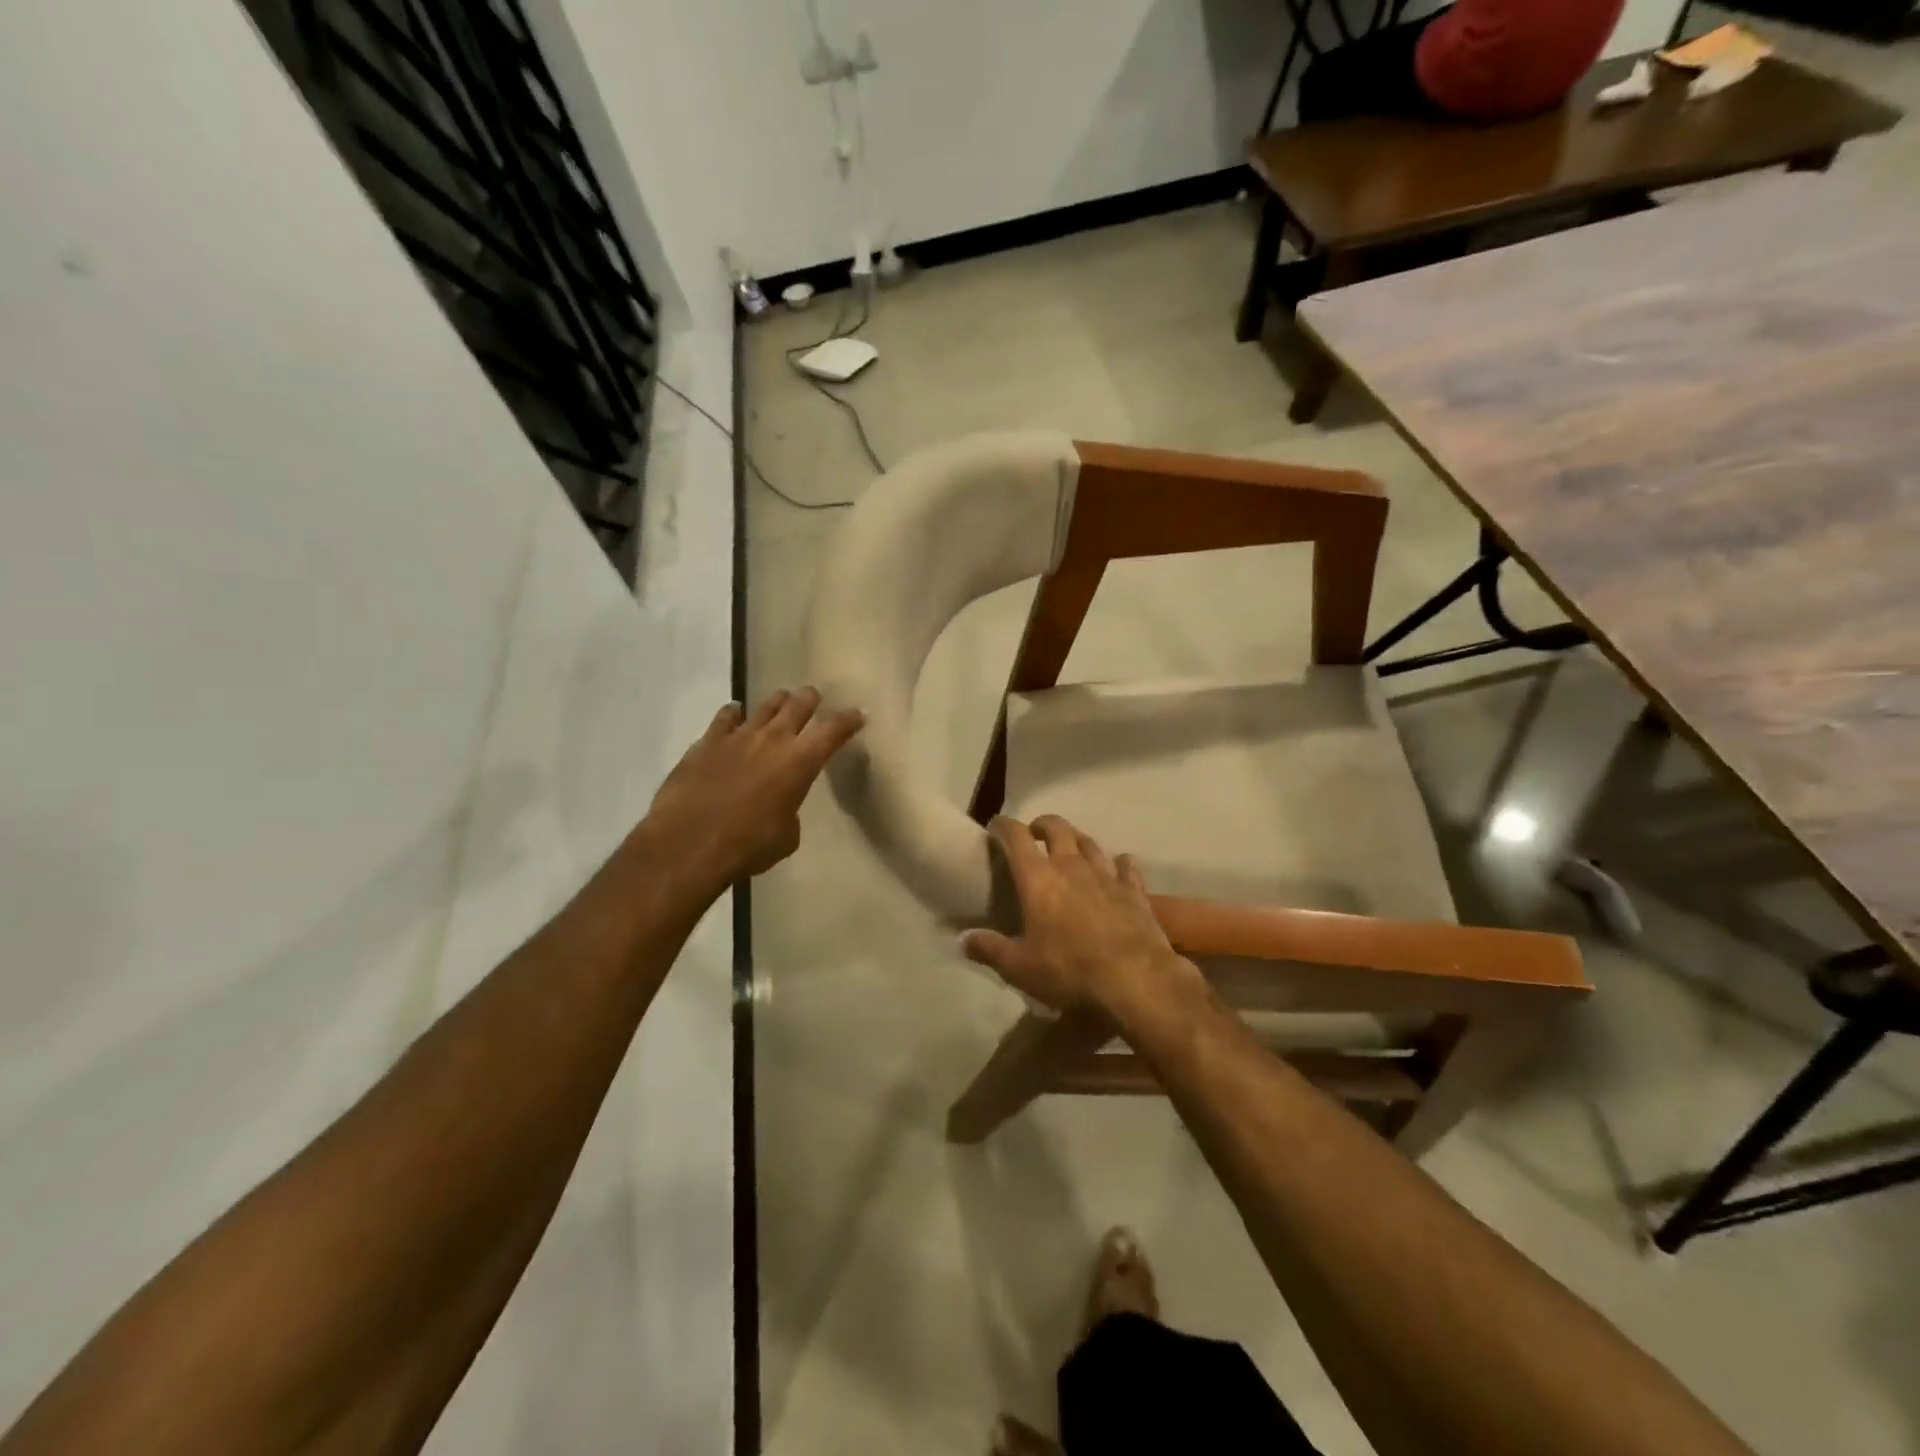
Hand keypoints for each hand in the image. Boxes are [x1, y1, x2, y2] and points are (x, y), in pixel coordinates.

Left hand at [643, 687, 862, 889]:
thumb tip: (780, 806)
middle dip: (810, 699)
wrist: (689, 843)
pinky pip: (725, 718)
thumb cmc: (747, 845)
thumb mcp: (786, 837)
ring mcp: (738, 737)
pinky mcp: (707, 742)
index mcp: (801, 762)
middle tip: (814, 697)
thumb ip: (789, 813)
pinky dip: (734, 714)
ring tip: (781, 701)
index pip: (833, 731)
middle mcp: (773, 740)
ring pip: (764, 706)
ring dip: (777, 702)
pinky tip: (735, 714)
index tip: (857, 713)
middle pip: (798, 705)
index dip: (848, 720)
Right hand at [960, 815, 1194, 1014]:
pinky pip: (1126, 865)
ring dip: (1077, 840)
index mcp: (1038, 878)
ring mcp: (1106, 875)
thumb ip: (990, 950)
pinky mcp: (1134, 890)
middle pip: (1057, 827)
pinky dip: (1119, 863)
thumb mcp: (1020, 968)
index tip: (995, 826)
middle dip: (1042, 824)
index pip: (1016, 836)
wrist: (1135, 979)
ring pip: (1090, 843)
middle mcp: (1071, 866)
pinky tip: (1118, 866)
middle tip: (1034, 833)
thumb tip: (963, 940)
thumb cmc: (1069, 970)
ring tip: (1071, 848)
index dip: (1003, 826)